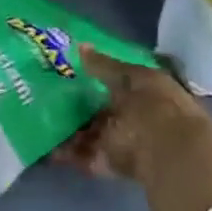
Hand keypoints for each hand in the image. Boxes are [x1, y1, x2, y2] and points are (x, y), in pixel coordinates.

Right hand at [58, 44, 211, 185]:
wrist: (169, 156)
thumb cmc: (155, 106)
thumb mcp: (130, 78)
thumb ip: (104, 65)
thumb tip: (80, 46)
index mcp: (150, 91)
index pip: (122, 80)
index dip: (99, 75)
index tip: (72, 69)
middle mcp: (138, 116)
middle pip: (106, 107)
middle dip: (82, 103)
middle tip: (51, 92)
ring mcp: (124, 141)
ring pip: (93, 131)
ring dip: (72, 127)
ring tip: (42, 117)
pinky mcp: (111, 164)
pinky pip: (85, 154)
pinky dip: (68, 152)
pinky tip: (47, 144)